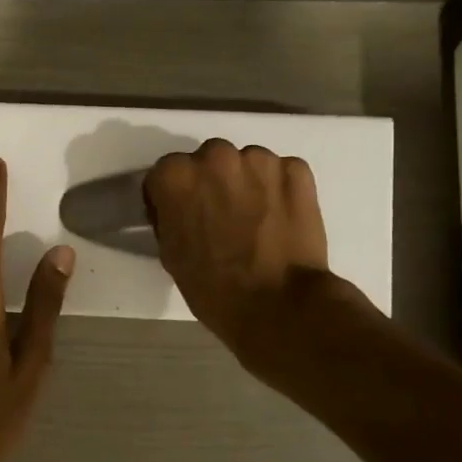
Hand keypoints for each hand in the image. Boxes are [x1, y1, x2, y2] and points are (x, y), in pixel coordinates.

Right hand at [144, 140, 364, 379]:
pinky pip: (280, 172)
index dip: (172, 197)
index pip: (165, 174)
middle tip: (220, 216)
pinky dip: (279, 189)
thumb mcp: (171, 253)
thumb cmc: (213, 288)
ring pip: (246, 163)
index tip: (181, 216)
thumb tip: (181, 209)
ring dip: (246, 183)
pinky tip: (280, 218)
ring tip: (255, 219)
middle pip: (207, 161)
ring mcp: (259, 159)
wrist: (279, 305)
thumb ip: (170, 217)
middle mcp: (214, 156)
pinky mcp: (296, 170)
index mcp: (175, 176)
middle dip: (211, 183)